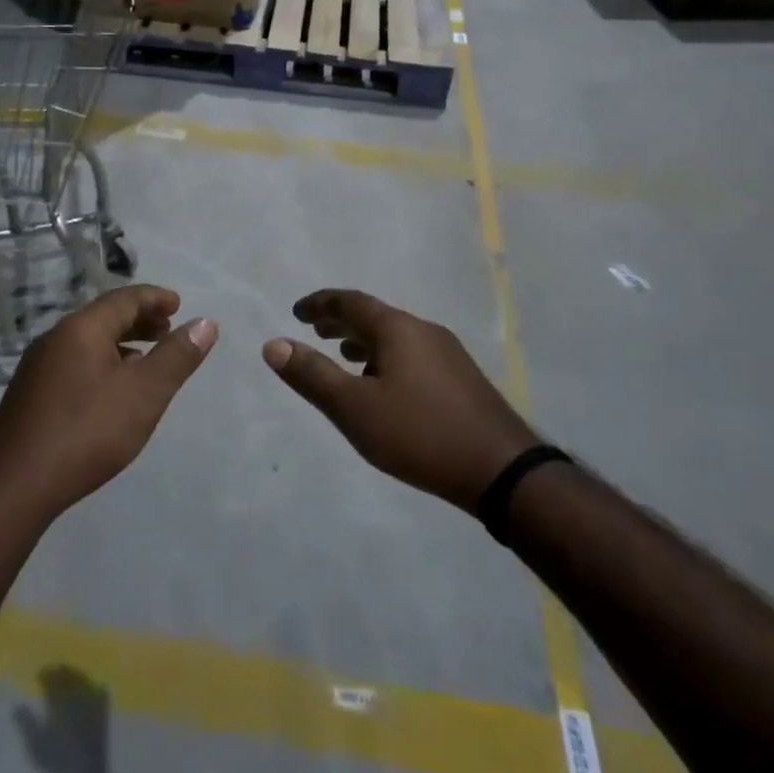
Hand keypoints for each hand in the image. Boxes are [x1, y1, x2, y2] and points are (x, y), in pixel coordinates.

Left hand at [0, 286, 215, 521]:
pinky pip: (73, 362)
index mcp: (81, 328)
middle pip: (103, 317)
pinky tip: (110, 391)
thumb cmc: (87, 432)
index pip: (124, 298)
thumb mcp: (144, 394)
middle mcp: (55, 338)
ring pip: (87, 341)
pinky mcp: (29, 395)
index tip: (179, 305)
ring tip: (145, 360)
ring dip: (120, 343)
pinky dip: (101, 363)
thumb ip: (177, 357)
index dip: (155, 298)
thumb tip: (205, 323)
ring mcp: (37, 367)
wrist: (14, 487)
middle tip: (167, 330)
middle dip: (139, 319)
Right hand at [263, 289, 538, 512]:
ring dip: (364, 340)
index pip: (350, 302)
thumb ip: (312, 375)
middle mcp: (424, 330)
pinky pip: (412, 354)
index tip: (296, 311)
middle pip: (375, 316)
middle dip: (341, 320)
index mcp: (397, 328)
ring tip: (344, 355)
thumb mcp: (353, 407)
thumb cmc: (419, 433)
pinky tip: (384, 386)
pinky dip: (386, 358)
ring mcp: (448, 353)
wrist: (500, 470)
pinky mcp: (461, 379)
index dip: (320, 304)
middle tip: (314, 329)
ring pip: (396, 336)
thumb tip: (273, 344)